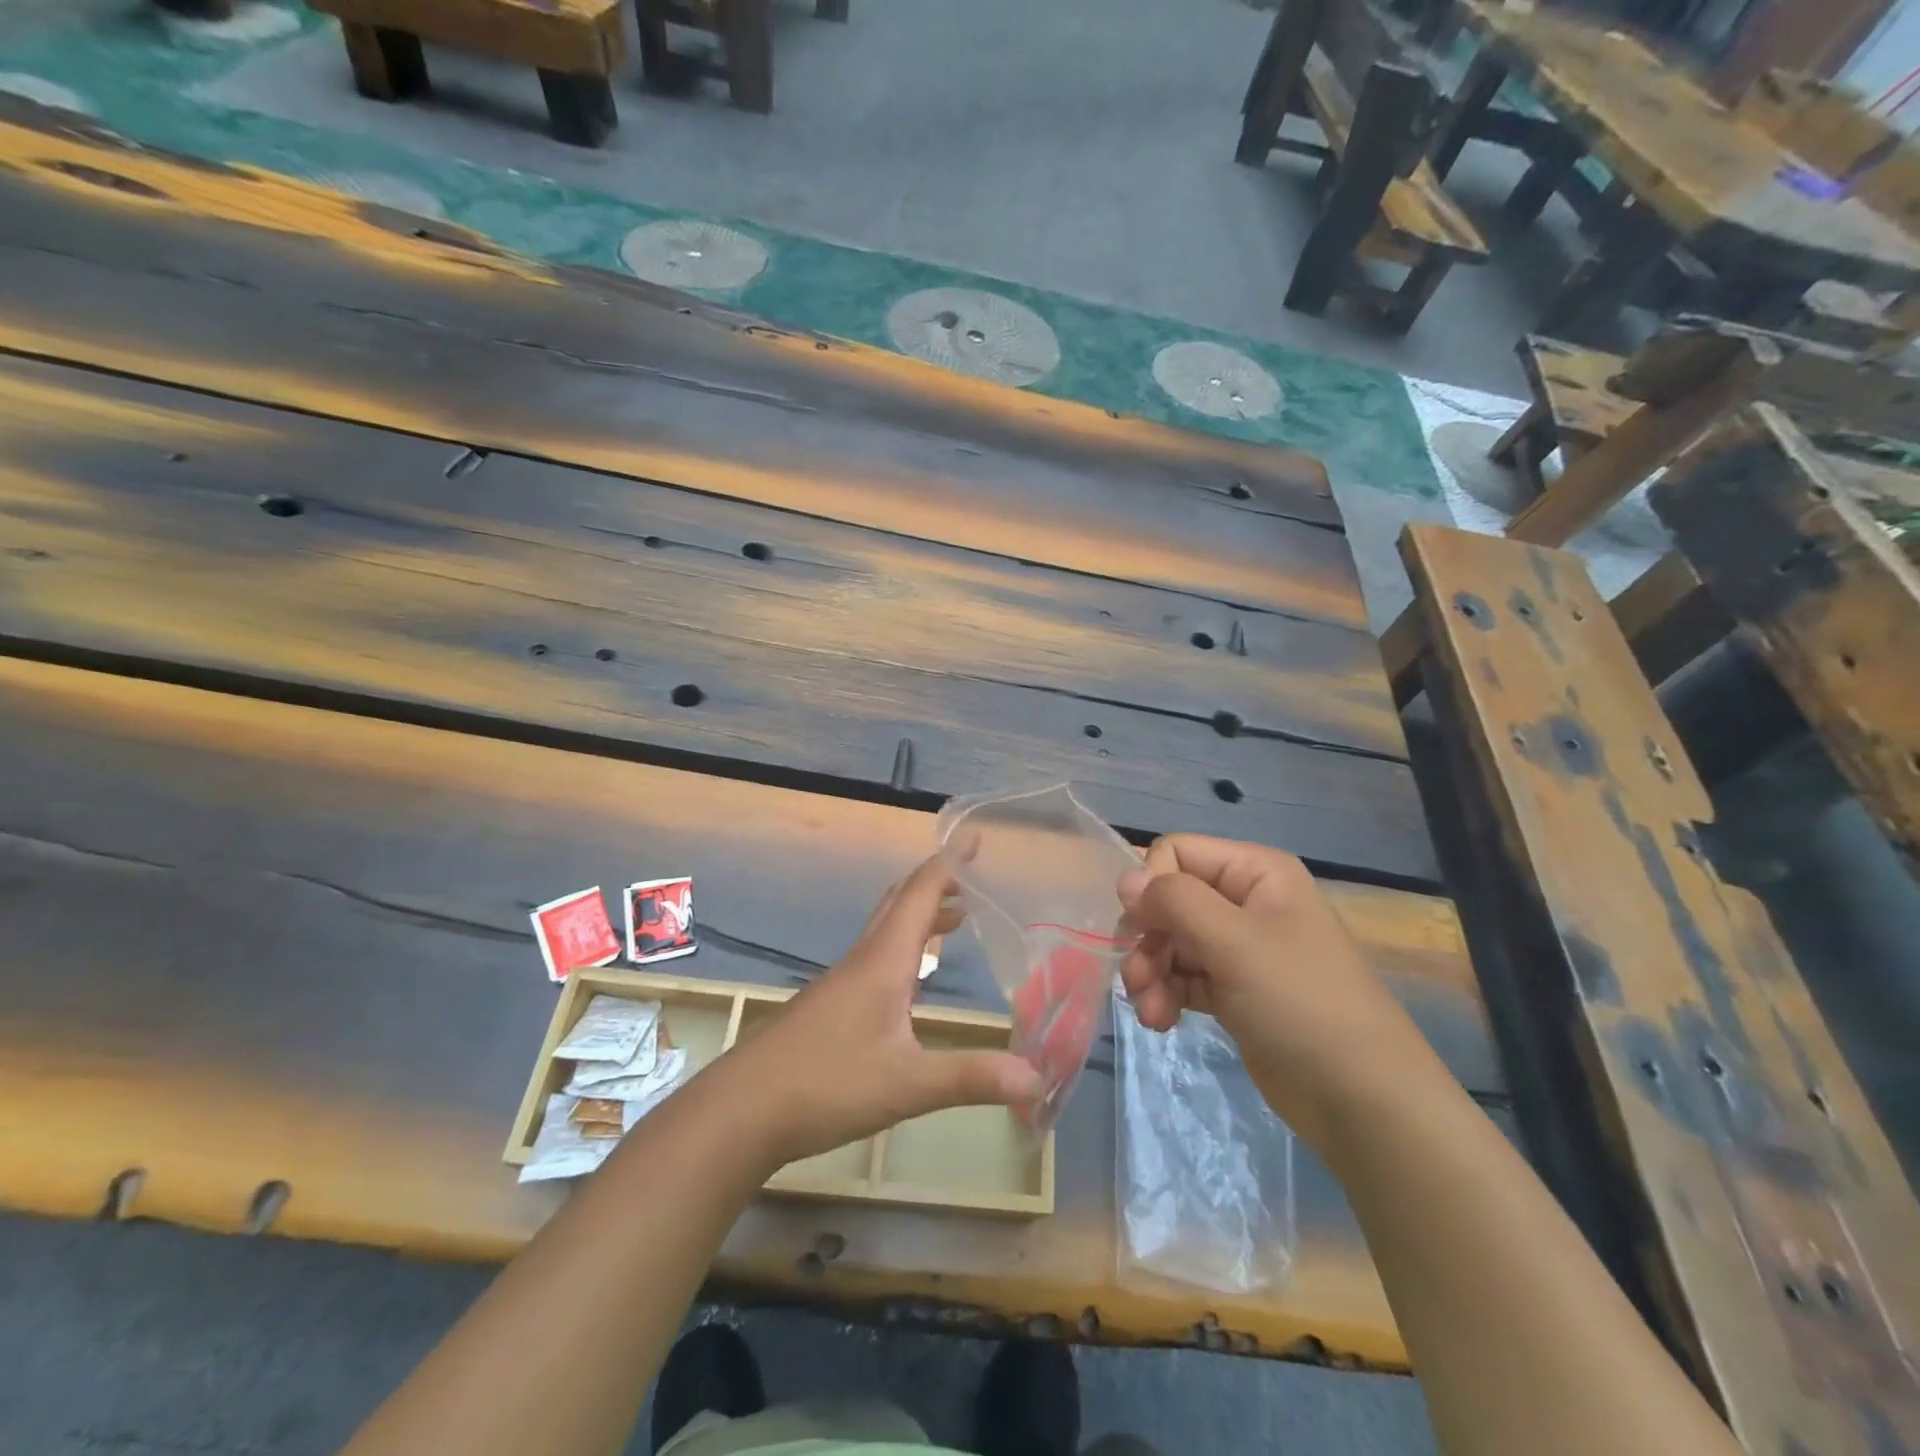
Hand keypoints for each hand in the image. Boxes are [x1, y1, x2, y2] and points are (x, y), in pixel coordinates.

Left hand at [719, 848, 1043, 1166]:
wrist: (742, 1110)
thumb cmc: (827, 1084)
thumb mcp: (907, 1085)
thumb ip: (971, 1078)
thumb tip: (1038, 1080)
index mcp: (884, 960)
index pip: (921, 893)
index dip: (950, 863)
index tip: (974, 837)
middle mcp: (863, 959)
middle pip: (901, 902)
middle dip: (937, 884)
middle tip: (972, 879)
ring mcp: (842, 981)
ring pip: (886, 929)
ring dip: (921, 915)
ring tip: (956, 920)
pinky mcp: (830, 1005)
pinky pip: (876, 955)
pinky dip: (904, 946)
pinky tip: (911, 980)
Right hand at [1117, 835, 1447, 1148]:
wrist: (1361, 1098)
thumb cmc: (1299, 1003)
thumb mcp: (1233, 942)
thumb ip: (1175, 901)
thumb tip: (1126, 880)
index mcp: (1256, 873)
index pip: (1177, 853)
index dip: (1151, 885)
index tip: (1140, 928)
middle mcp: (1246, 902)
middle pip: (1169, 900)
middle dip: (1148, 938)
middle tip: (1138, 978)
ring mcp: (1241, 948)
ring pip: (1171, 941)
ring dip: (1151, 972)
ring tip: (1150, 1011)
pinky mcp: (1234, 990)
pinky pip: (1184, 976)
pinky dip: (1166, 994)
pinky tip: (1162, 1021)